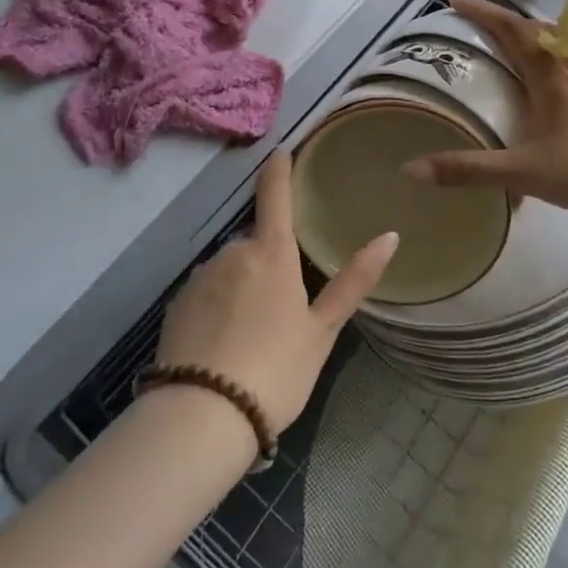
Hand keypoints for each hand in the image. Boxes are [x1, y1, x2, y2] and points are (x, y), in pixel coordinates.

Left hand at [155, 152, 397, 433]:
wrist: (202, 416)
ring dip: (243, 286)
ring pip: (231, 269)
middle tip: (283, 313)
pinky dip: (219, 307)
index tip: (281, 151)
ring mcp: (200, 278)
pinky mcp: (177, 305)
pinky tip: (225, 345)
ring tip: (254, 338)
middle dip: (269, 263)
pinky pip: (207, 293)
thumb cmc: (276, 370)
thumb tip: (390, 236)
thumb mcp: (322, 331)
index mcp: (272, 254)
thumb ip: (354, 281)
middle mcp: (233, 253)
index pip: (276, 196)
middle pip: (257, 245)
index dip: (279, 171)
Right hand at [403, 0, 567, 219]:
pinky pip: (558, 66)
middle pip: (531, 31)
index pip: (511, 29)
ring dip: (521, 37)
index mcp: (549, 75)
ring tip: (498, 43)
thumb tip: (412, 169)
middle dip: (498, 19)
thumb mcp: (523, 171)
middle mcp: (567, 71)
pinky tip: (532, 84)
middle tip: (469, 20)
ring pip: (549, 47)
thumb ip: (470, 170)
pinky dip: (537, 59)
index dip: (481, 12)